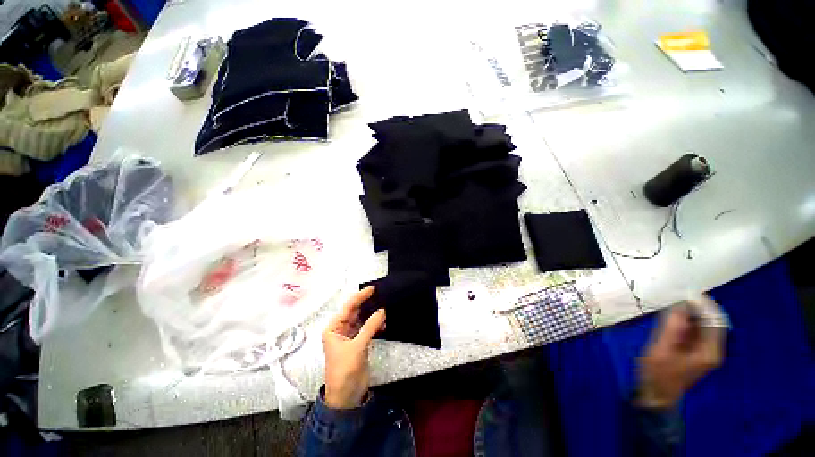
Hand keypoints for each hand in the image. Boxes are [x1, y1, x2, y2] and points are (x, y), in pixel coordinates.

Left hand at [322, 286, 385, 409]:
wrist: (346, 397)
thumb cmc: (345, 370)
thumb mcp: (357, 347)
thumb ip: (370, 327)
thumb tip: (382, 311)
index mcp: (334, 328)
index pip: (348, 308)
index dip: (360, 297)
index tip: (372, 289)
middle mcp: (341, 330)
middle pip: (355, 312)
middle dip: (367, 304)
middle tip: (381, 295)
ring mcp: (350, 337)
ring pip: (362, 320)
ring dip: (373, 316)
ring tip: (385, 310)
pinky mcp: (358, 344)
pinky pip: (367, 329)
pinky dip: (375, 326)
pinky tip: (384, 324)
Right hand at [637, 297, 725, 408]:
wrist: (656, 393)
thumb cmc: (658, 372)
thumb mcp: (661, 348)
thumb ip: (672, 327)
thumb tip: (680, 305)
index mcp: (709, 351)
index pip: (716, 322)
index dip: (705, 305)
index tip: (688, 292)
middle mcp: (712, 350)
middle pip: (712, 322)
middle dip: (699, 308)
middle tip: (680, 295)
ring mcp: (705, 351)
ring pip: (705, 326)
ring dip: (692, 313)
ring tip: (676, 303)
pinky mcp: (696, 351)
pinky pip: (697, 331)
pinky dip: (688, 321)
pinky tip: (674, 317)